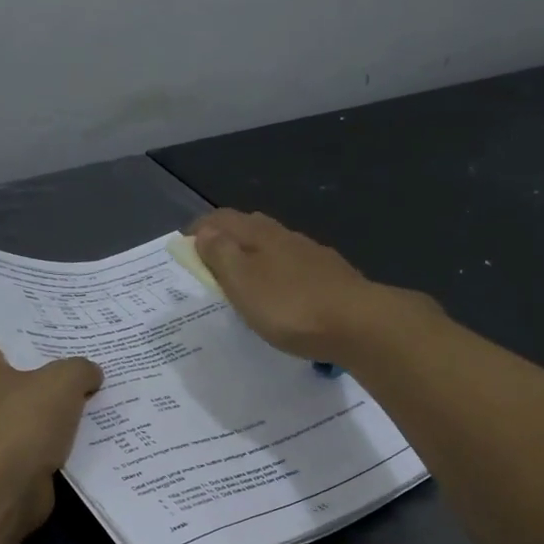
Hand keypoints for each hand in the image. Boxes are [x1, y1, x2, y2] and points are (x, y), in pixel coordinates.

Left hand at [0, 347, 102, 524]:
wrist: (7, 487)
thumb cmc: (26, 421)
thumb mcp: (65, 379)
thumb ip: (81, 368)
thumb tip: (90, 374)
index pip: (11, 350)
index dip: (44, 353)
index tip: (73, 360)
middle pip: (21, 385)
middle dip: (50, 388)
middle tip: (87, 385)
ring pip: (26, 418)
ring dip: (52, 421)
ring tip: (90, 414)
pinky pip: (29, 446)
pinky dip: (49, 447)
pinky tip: (78, 445)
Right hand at [188, 210, 417, 360]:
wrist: (358, 324)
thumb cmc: (291, 306)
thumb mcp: (244, 283)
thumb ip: (222, 256)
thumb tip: (205, 233)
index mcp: (261, 235)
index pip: (224, 219)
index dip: (202, 227)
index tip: (184, 244)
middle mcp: (287, 237)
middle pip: (251, 227)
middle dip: (228, 236)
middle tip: (210, 257)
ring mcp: (313, 256)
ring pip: (276, 246)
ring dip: (255, 255)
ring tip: (242, 277)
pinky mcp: (332, 278)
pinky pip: (295, 268)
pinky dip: (278, 273)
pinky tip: (281, 292)